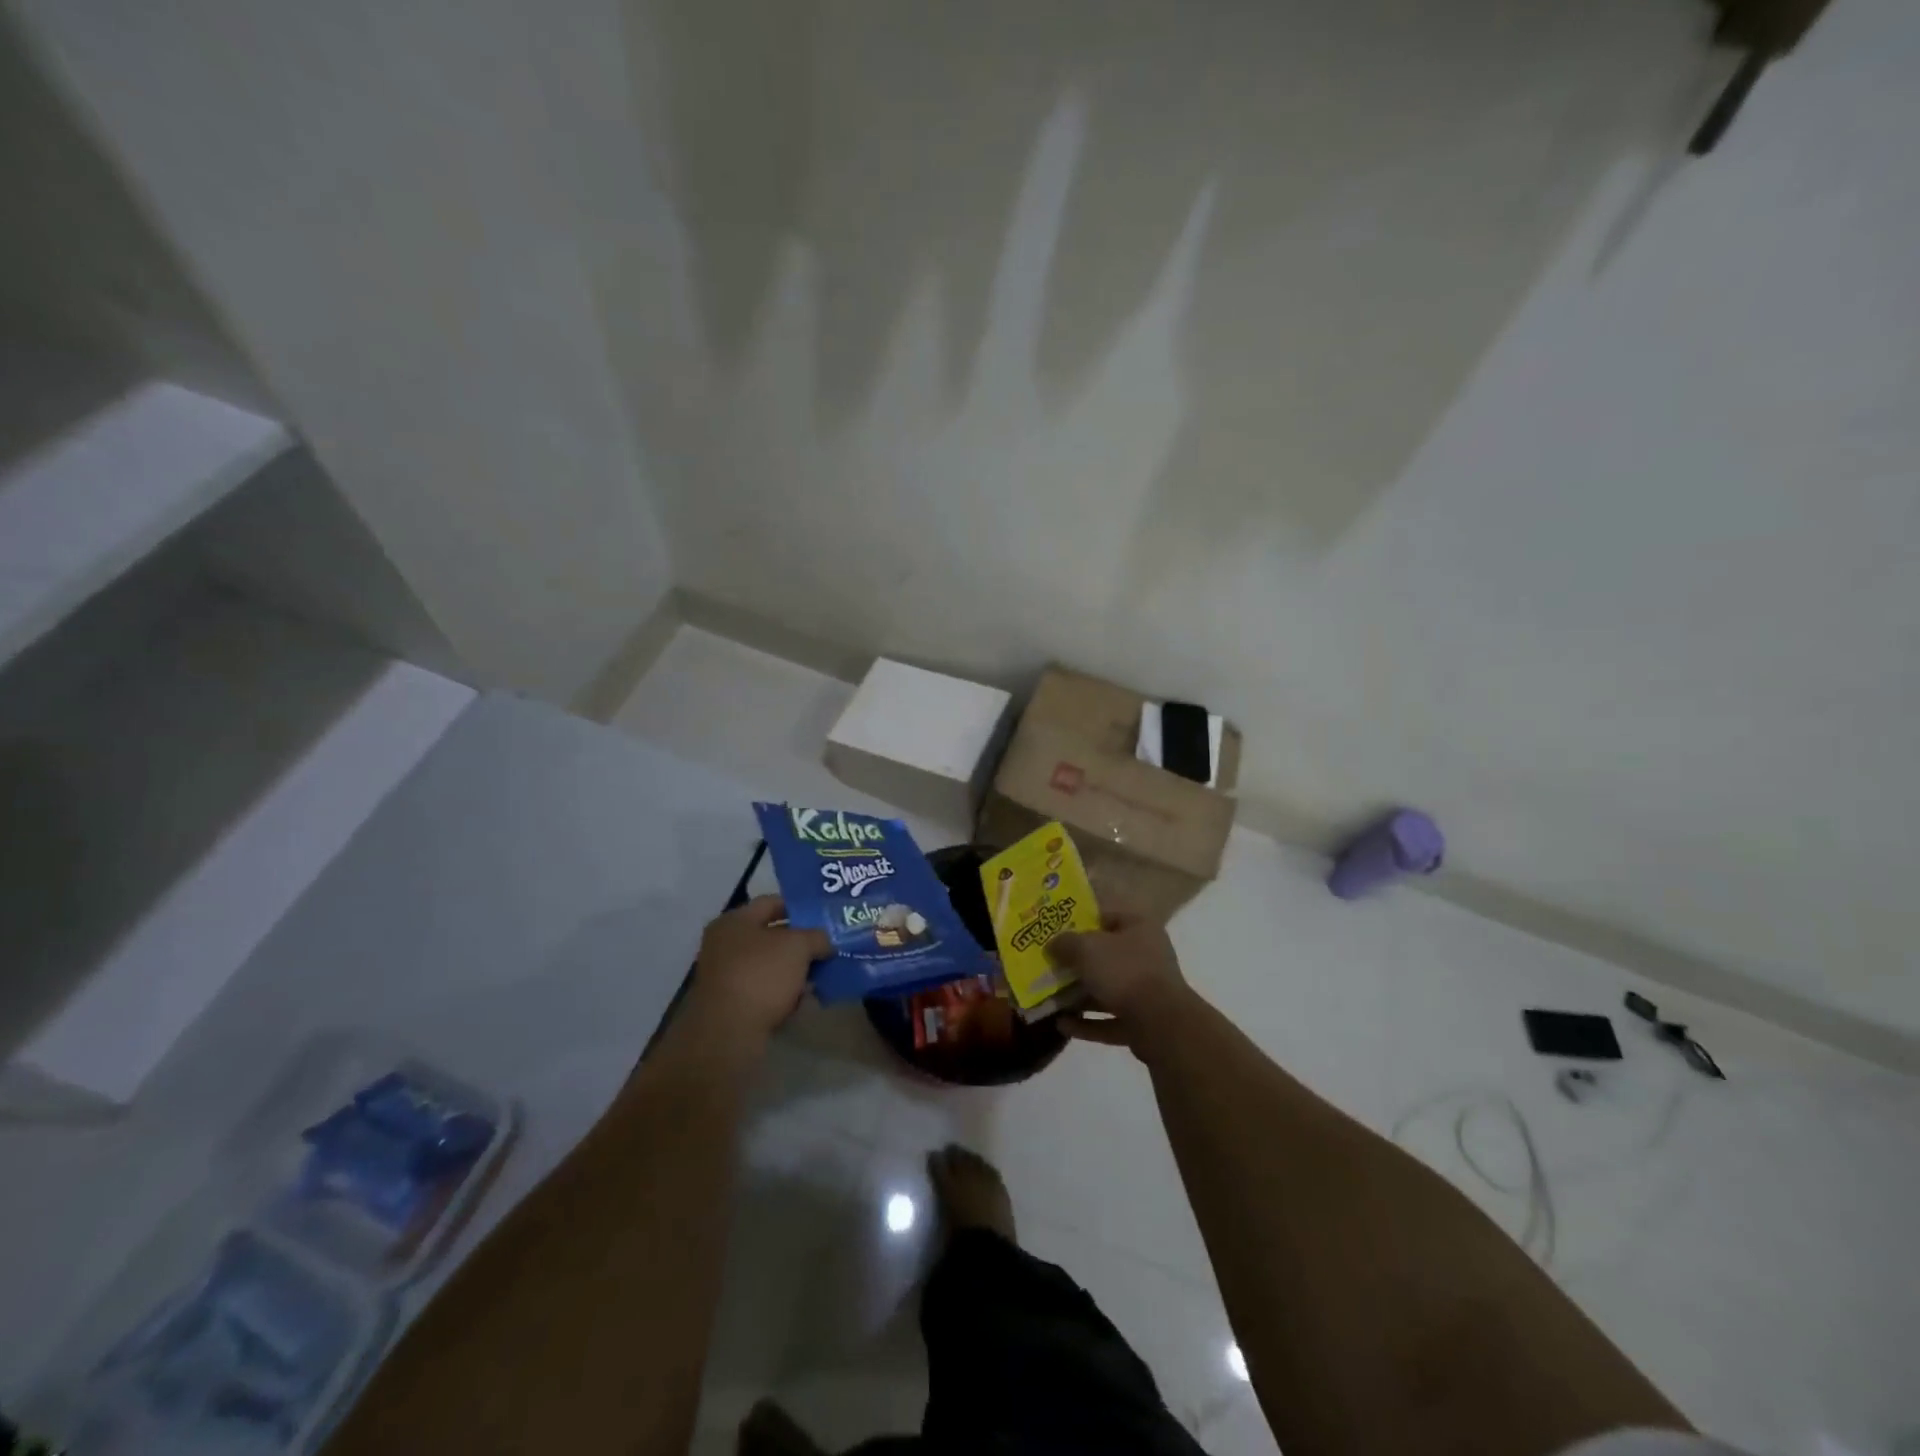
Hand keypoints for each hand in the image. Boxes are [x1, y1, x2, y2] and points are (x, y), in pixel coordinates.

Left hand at [684, 896, 830, 1047]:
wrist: (728, 1034)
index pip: (772, 902)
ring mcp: (726, 976)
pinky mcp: (732, 1005)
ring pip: (770, 966)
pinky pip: (765, 991)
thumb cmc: (761, 975)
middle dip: (801, 942)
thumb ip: (817, 936)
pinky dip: (784, 994)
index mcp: (734, 921)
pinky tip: (805, 1000)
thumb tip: (826, 942)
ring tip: (823, 975)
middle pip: (771, 935)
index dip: (800, 906)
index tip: (825, 916)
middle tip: (829, 946)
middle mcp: (725, 945)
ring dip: (795, 970)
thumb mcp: (798, 946)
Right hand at [1046, 911, 1194, 1056]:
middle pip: (1105, 955)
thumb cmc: (1124, 971)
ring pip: (1107, 989)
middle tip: (1049, 966)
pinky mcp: (1143, 1022)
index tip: (1056, 931)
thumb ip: (1065, 943)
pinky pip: (1110, 1019)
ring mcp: (1147, 991)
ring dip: (1079, 995)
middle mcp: (1147, 956)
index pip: (1107, 917)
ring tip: (1049, 998)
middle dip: (1077, 963)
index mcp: (1139, 928)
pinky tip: (1062, 1025)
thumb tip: (1052, 944)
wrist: (1161, 1023)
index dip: (1081, 922)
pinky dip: (1088, 1023)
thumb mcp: (1086, 948)